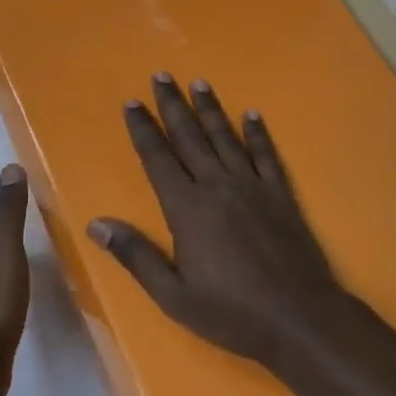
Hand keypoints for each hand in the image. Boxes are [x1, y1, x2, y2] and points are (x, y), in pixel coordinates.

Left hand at [0, 164, 31, 395]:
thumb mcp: (3, 250)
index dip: (11, 206)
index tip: (33, 191)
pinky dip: (18, 289)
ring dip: (16, 261)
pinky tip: (30, 295)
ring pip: (2, 271)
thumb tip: (10, 167)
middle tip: (45, 221)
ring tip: (43, 255)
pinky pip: (8, 298)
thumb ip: (8, 213)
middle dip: (14, 232)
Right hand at [88, 75, 344, 367]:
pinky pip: (266, 155)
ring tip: (199, 83)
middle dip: (172, 106)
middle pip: (190, 137)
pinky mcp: (281, 195)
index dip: (143, 130)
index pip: (158, 158)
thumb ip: (135, 255)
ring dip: (210, 109)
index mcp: (187, 208)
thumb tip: (96, 224)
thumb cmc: (231, 312)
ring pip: (225, 138)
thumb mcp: (173, 295)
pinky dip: (257, 133)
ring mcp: (253, 187)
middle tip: (161, 76)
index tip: (132, 103)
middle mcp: (217, 186)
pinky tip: (251, 114)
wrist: (300, 320)